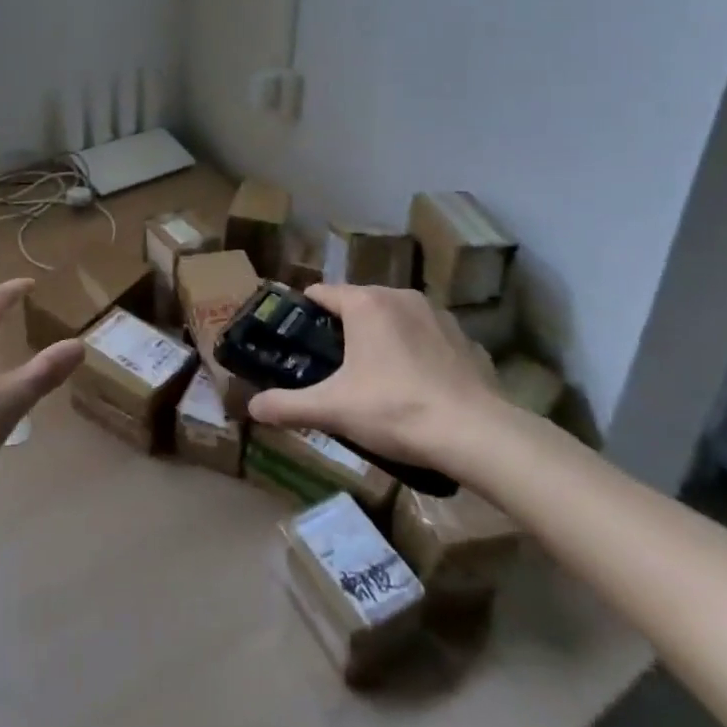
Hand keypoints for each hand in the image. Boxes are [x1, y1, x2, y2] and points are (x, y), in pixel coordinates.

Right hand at [245, 285, 500, 467]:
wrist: (475, 433)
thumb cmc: (394, 409)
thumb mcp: (333, 409)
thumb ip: (288, 405)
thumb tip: (251, 407)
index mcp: (365, 302)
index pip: (321, 293)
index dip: (303, 314)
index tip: (294, 341)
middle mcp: (399, 295)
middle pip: (357, 304)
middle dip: (342, 331)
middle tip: (330, 367)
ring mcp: (436, 314)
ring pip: (393, 318)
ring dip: (380, 339)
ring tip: (373, 379)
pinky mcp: (464, 337)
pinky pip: (425, 336)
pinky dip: (414, 352)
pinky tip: (415, 387)